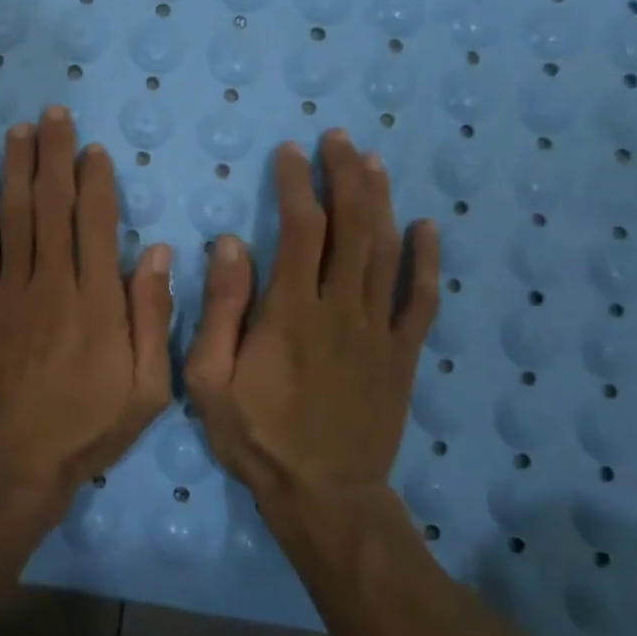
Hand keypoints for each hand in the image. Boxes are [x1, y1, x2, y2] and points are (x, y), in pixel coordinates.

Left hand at [0, 107, 173, 510]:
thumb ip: (151, 318)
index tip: (92, 149)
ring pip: (14, 215)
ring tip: (20, 128)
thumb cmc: (84, 430)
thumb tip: (155, 253)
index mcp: (97, 301)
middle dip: (54, 155)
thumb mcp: (146, 389)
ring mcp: (7, 291)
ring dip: (18, 167)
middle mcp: (51, 282)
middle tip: (54, 114)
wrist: (9, 463)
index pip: (96, 222)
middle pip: (53, 204)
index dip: (95, 180)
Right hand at [183, 131, 438, 514]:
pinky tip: (426, 228)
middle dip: (345, 176)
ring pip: (387, 252)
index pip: (302, 229)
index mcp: (291, 311)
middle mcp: (341, 309)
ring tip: (372, 163)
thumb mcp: (210, 379)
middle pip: (352, 227)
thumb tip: (231, 244)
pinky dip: (427, 261)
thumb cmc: (256, 436)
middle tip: (337, 140)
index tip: (289, 153)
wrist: (324, 495)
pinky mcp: (402, 355)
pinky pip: (420, 300)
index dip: (297, 184)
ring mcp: (378, 331)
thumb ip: (220, 309)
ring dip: (381, 202)